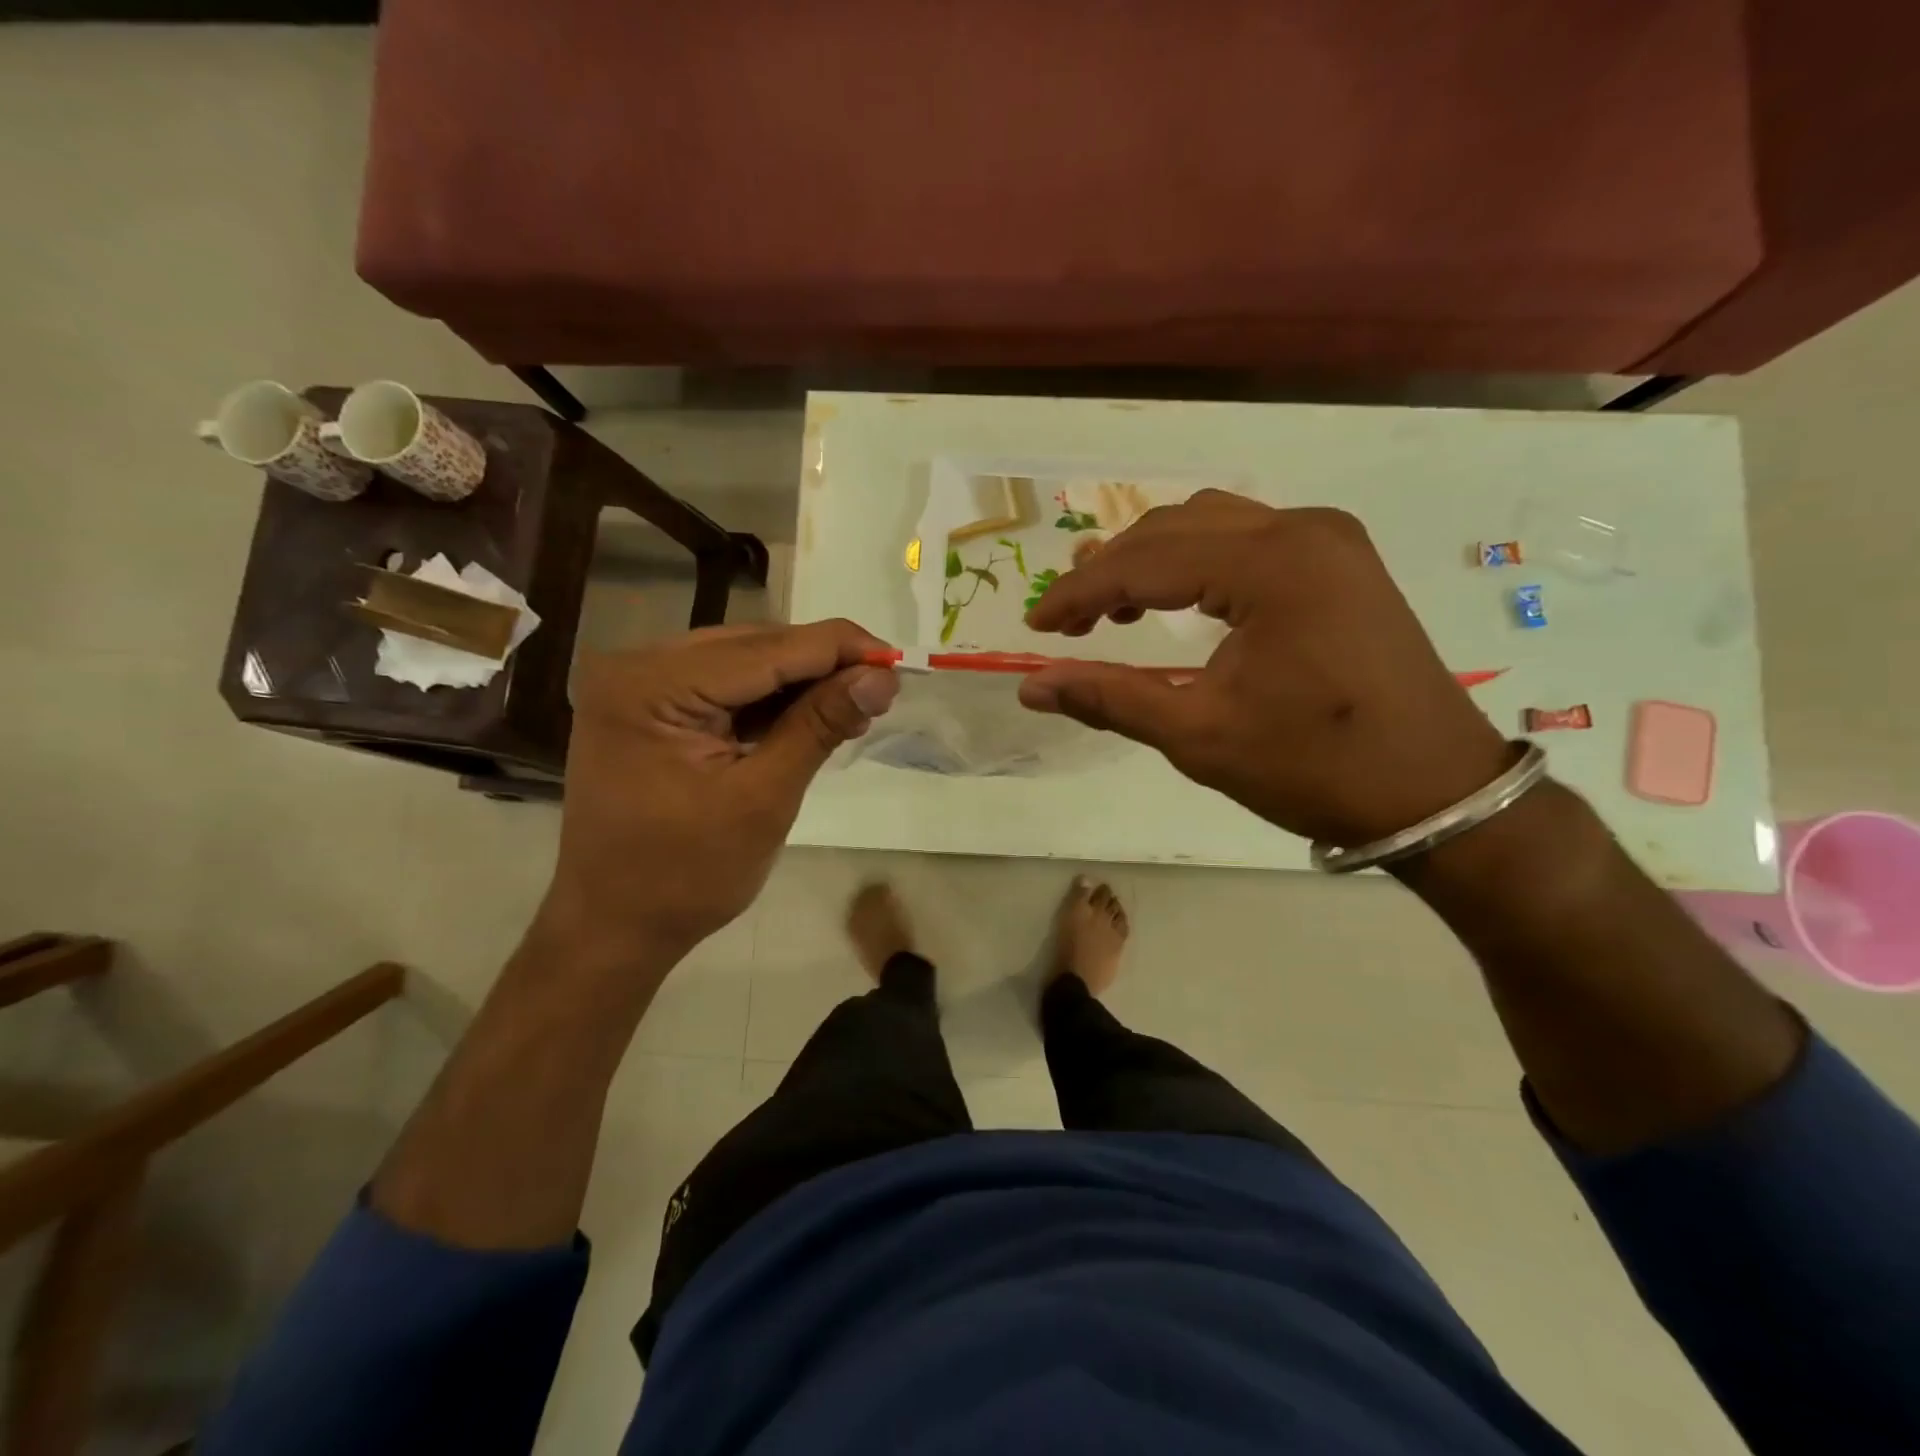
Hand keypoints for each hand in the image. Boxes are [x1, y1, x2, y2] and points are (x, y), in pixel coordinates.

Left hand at [538, 621, 898, 963]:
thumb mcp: (764, 798)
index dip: (837, 649)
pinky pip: (720, 686)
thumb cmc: (686, 876)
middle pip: (750, 647)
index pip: (764, 650)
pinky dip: (766, 700)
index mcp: (650, 686)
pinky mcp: (646, 707)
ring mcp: (636, 686)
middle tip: (879, 689)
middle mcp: (635, 667)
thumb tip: (881, 676)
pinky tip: (807, 716)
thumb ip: (819, 725)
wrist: (613, 928)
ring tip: (852, 706)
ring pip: (740, 662)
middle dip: (820, 664)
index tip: (895, 660)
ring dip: (797, 682)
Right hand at [1019, 491, 1509, 846]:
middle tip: (1068, 622)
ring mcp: (1329, 539)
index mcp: (1270, 565)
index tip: (1036, 626)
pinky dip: (1197, 561)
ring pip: (1211, 523)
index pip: (1145, 561)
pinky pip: (1248, 538)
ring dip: (1152, 558)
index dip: (1080, 593)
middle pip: (1174, 527)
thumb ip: (1110, 699)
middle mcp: (1301, 530)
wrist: (1436, 791)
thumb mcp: (1199, 736)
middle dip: (1110, 570)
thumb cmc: (1315, 767)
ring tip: (1113, 608)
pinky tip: (1178, 599)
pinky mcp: (1342, 560)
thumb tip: (1031, 688)